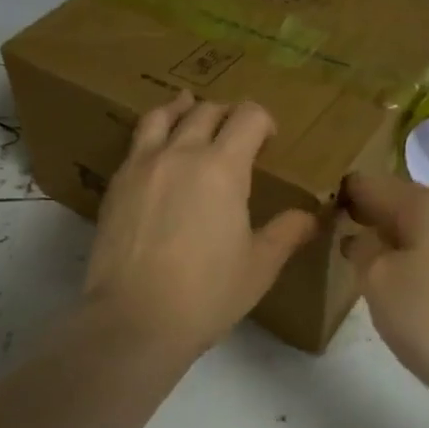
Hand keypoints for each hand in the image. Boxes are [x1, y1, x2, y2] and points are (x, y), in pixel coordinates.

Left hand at [83, 93, 317, 356]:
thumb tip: (311, 216)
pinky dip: (153, 133)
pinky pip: (137, 142)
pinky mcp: (116, 184)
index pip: (248, 117)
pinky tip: (158, 151)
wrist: (133, 320)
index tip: (270, 139)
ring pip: (162, 116)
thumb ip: (287, 233)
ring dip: (183, 108)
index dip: (264, 120)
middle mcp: (181, 153)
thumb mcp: (259, 266)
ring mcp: (143, 165)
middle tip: (236, 132)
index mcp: (222, 167)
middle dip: (228, 114)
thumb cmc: (206, 294)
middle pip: (207, 111)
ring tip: (189, 107)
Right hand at [342, 172, 428, 412]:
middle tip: (338, 246)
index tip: (317, 217)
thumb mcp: (380, 283)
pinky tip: (409, 288)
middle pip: (400, 202)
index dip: (341, 197)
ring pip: (423, 227)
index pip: (370, 184)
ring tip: (370, 270)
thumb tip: (361, 237)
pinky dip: (420, 259)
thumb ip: (362, 249)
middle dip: (369, 219)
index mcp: (428, 201)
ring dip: (395, 241)